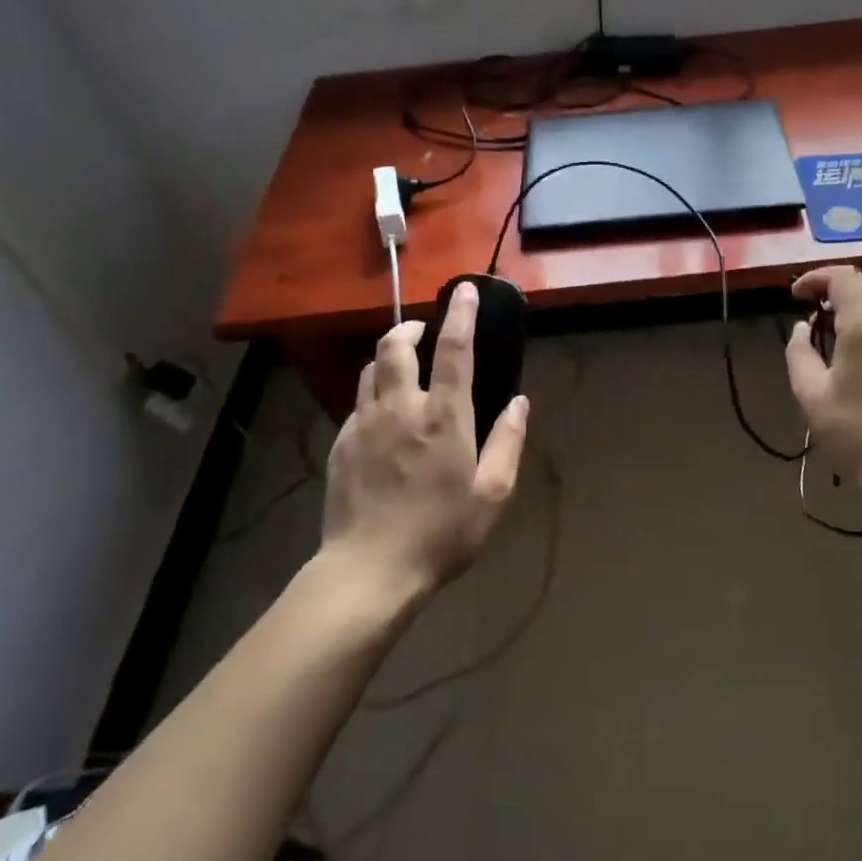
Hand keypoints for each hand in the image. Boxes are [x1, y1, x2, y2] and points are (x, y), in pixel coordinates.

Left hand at [321, 282, 529, 598]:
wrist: (369, 571)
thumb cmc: (442, 533)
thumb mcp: (493, 493)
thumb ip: (508, 441)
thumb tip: (520, 403)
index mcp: (443, 416)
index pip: (454, 349)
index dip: (460, 314)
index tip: (464, 289)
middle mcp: (401, 408)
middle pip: (396, 346)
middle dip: (410, 327)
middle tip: (423, 330)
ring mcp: (365, 424)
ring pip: (371, 370)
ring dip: (388, 357)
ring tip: (402, 366)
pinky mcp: (341, 445)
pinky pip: (358, 404)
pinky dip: (374, 394)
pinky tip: (383, 417)